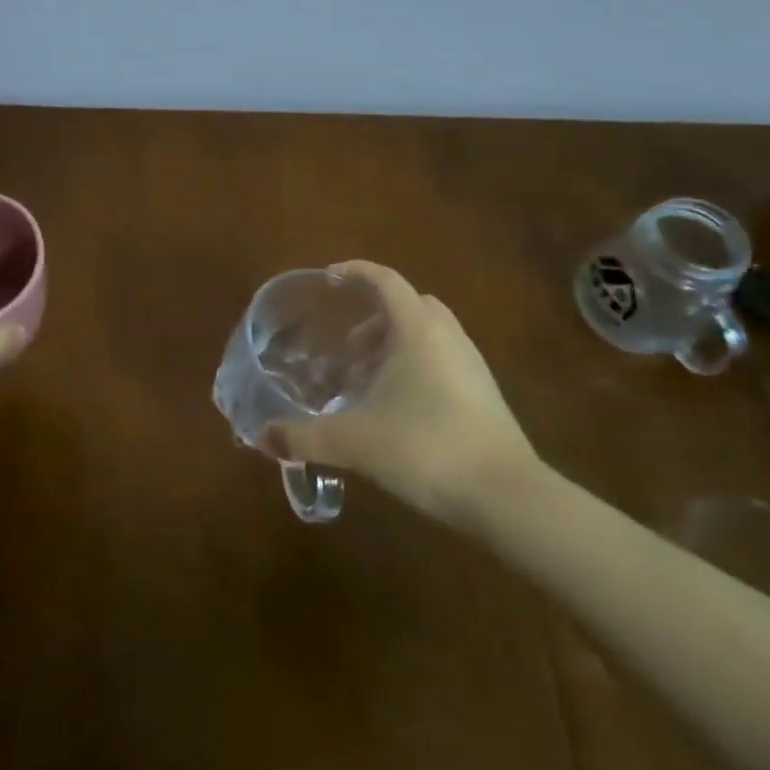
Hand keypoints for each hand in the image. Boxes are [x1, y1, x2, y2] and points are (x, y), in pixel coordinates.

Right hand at [264, 261, 541, 527]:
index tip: (328, 279)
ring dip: (393, 345)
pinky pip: (442, 360)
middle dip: (373, 318)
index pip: (384, 280)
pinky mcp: (484, 394)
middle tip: (346, 347)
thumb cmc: (425, 448)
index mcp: (417, 329)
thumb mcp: (354, 442)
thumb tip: (262, 438)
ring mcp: (471, 364)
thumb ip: (304, 437)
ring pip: (427, 334)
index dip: (355, 272)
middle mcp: (447, 336)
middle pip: (408, 305)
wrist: (507, 497)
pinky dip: (414, 368)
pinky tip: (395, 408)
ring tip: (365, 381)